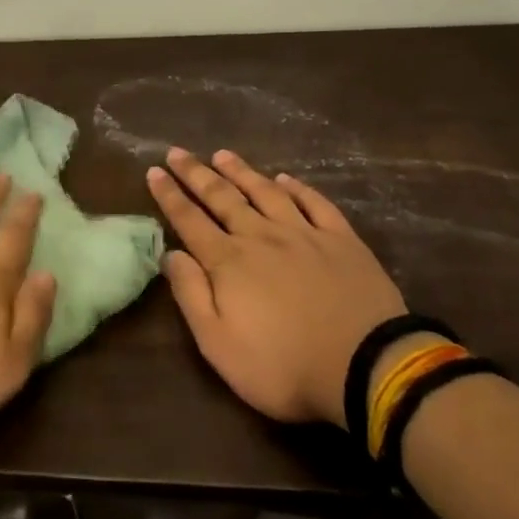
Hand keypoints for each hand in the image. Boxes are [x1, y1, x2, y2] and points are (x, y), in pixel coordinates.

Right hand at [147, 149, 407, 427]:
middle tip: (177, 152)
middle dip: (196, 174)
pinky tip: (285, 178)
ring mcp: (304, 234)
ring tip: (222, 154)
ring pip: (265, 192)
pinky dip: (298, 188)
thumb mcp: (218, 344)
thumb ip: (191, 295)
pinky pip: (315, 203)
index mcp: (229, 262)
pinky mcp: (342, 240)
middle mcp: (261, 236)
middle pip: (222, 198)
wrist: (365, 366)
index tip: (153, 171)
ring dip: (241, 172)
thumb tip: (171, 254)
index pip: (189, 221)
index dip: (169, 195)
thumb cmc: (282, 366)